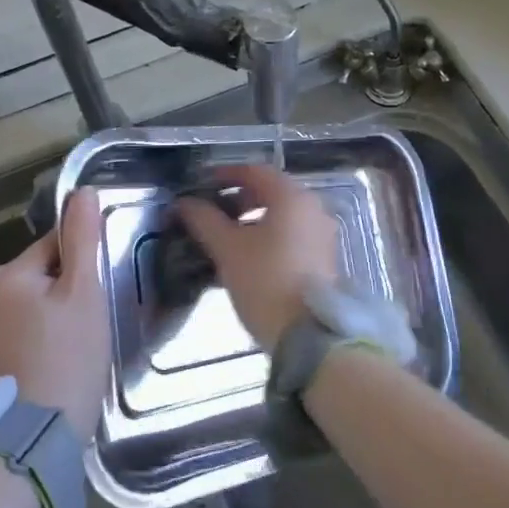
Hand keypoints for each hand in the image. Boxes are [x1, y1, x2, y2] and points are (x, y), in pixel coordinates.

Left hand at [0, 191, 109, 438]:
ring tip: (87, 338)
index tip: (103, 285)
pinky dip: (52, 333)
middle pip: (47, 271)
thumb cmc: (68, 355)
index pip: (55, 243)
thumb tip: (83, 191)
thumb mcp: (84, 291)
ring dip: (64, 310)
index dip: (85, 259)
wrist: (38, 435)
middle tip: (98, 316)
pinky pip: (32, 327)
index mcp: (9, 274)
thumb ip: (83, 239)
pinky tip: (69, 355)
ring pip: (41, 301)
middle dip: (74, 286)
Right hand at [177, 165, 336, 348]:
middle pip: (270, 192)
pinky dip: (268, 236)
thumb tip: (183, 202)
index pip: (254, 171)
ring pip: (281, 215)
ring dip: (252, 220)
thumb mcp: (227, 248)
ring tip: (224, 238)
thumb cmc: (265, 281)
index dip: (224, 175)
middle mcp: (313, 208)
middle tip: (210, 213)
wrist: (309, 336)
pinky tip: (246, 256)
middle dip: (237, 199)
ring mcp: (323, 234)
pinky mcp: (324, 259)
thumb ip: (203, 219)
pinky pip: (292, 235)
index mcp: (291, 197)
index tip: (200, 186)